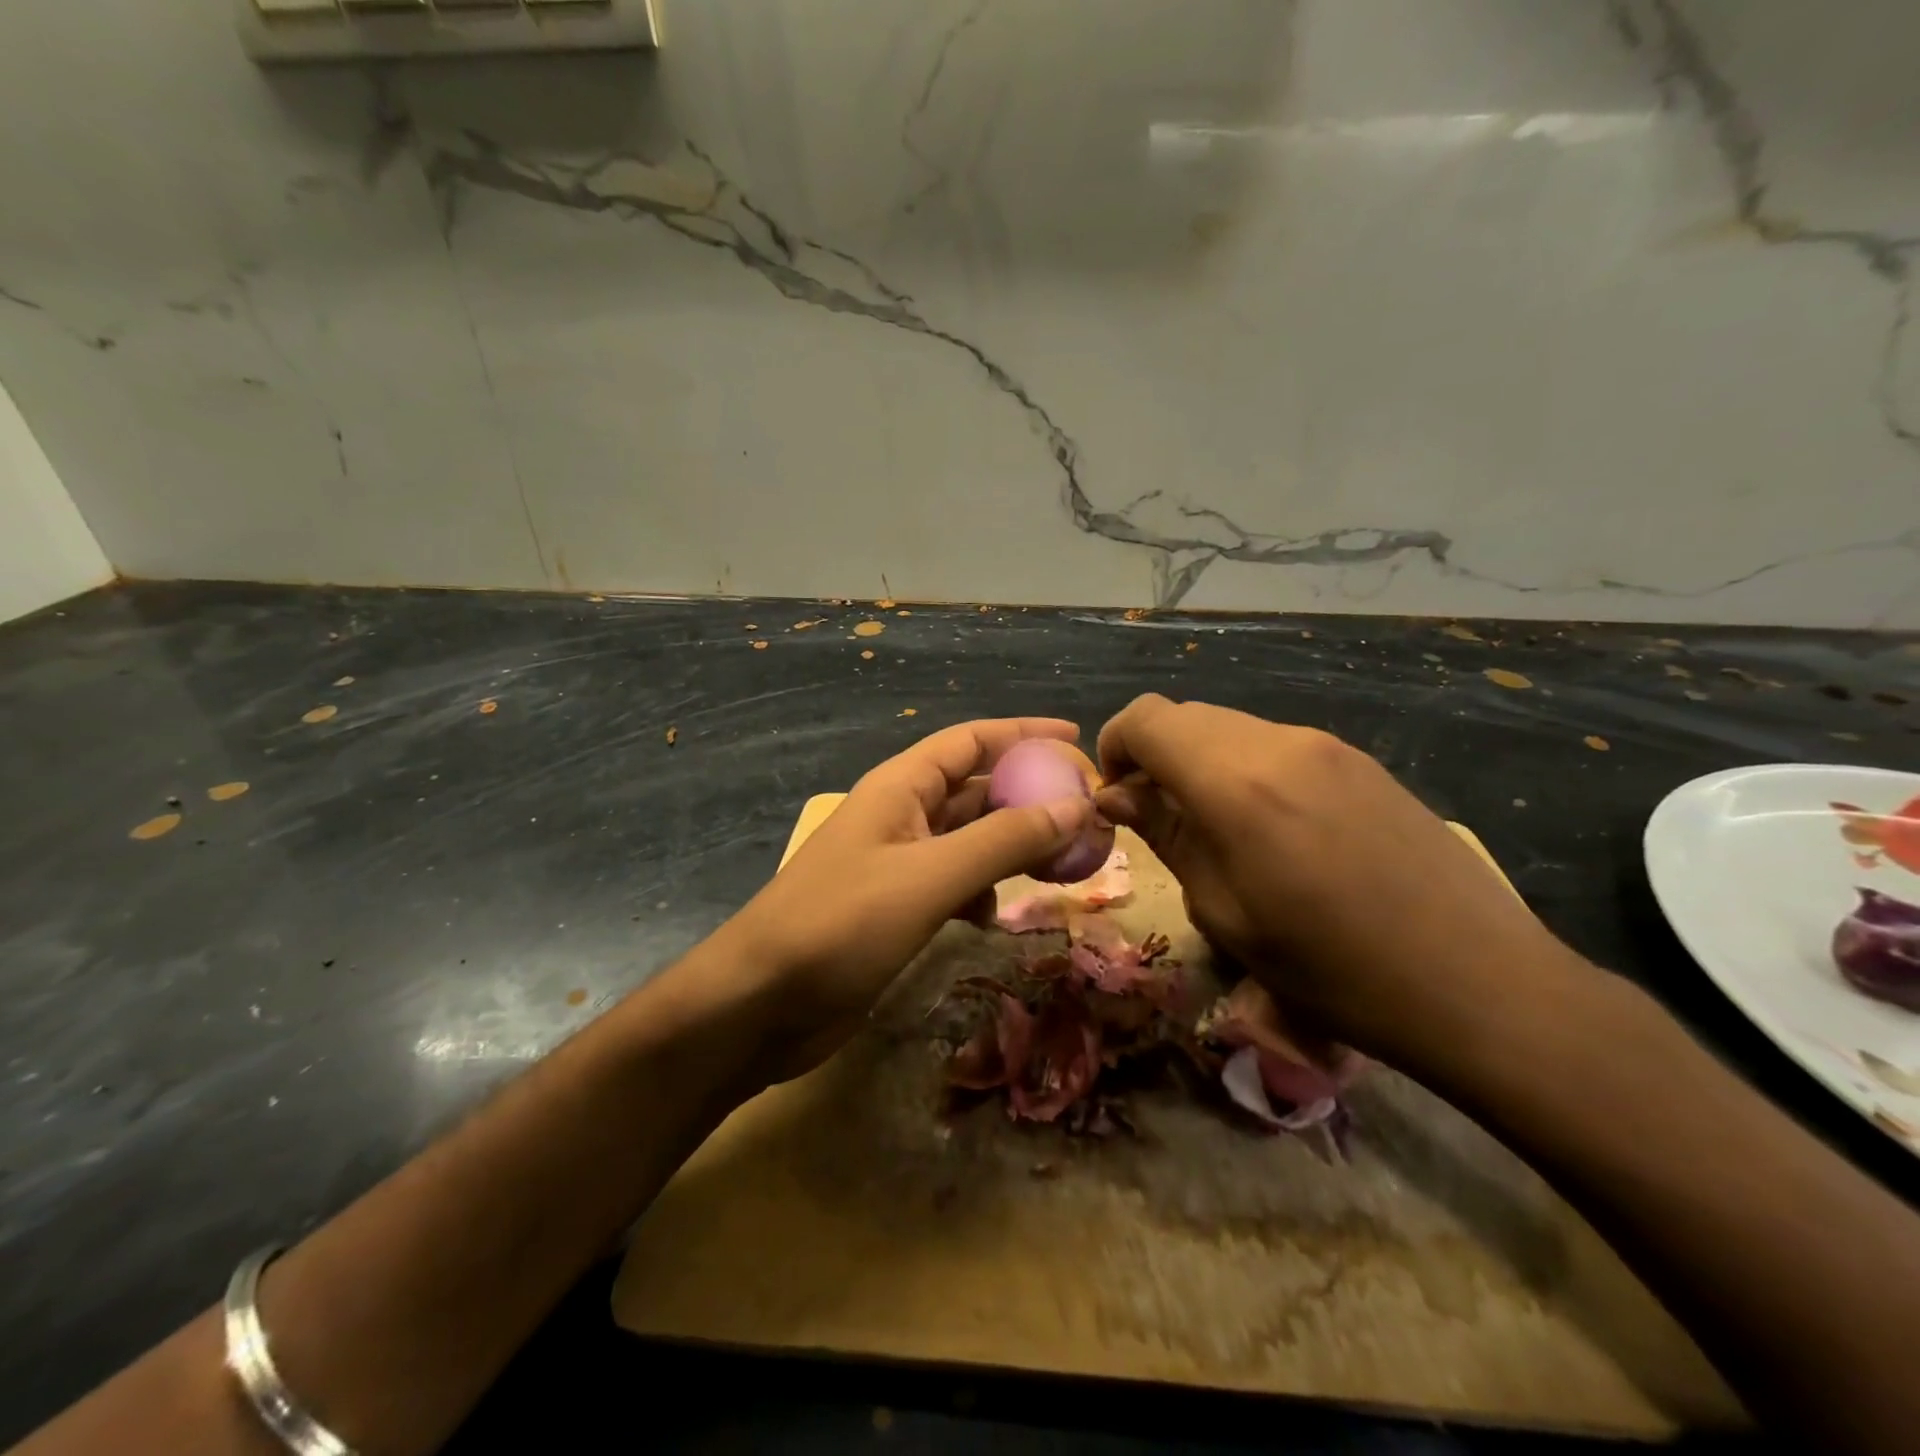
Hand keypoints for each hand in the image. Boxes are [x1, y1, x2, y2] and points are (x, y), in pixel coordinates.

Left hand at [726, 717, 1096, 1082]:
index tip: (1078, 737)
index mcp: (901, 787)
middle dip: (1028, 795)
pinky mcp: (895, 908)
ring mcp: (897, 864)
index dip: (1024, 733)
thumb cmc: (841, 924)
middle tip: (1086, 811)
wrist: (760, 1003)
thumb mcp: (930, 876)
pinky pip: (952, 883)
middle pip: (975, 789)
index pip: (971, 740)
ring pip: (968, 839)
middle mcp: (900, 816)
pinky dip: (980, 891)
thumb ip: (1003, 841)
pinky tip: (993, 917)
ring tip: (1060, 863)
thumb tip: (1076, 807)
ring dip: (1010, 846)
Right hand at [1093, 695, 1578, 1064]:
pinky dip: (1246, 770)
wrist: (1479, 983)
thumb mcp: (1225, 912)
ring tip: (1214, 829)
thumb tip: (1120, 797)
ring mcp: (1327, 746)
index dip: (1115, 747)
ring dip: (1201, 764)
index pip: (1146, 719)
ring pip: (1232, 730)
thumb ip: (1168, 836)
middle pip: (1187, 717)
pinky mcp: (1361, 762)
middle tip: (1157, 818)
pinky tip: (1272, 830)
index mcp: (1235, 782)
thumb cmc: (1332, 968)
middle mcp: (1279, 744)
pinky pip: (1277, 747)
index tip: (1117, 798)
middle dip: (1155, 756)